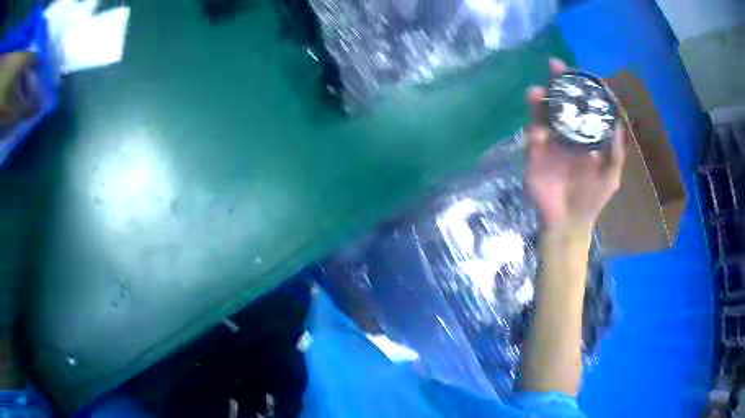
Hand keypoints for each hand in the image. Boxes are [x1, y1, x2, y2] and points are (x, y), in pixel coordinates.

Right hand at [526, 59, 626, 232]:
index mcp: (585, 135)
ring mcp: (550, 142)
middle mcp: (567, 132)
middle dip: (557, 83)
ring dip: (539, 101)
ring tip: (537, 93)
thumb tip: (619, 123)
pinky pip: (532, 138)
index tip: (579, 73)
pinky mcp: (534, 155)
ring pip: (543, 114)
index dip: (580, 87)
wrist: (569, 222)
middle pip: (560, 102)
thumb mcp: (611, 176)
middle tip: (554, 67)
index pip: (581, 105)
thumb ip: (616, 152)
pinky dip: (534, 132)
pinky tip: (537, 133)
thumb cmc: (592, 199)